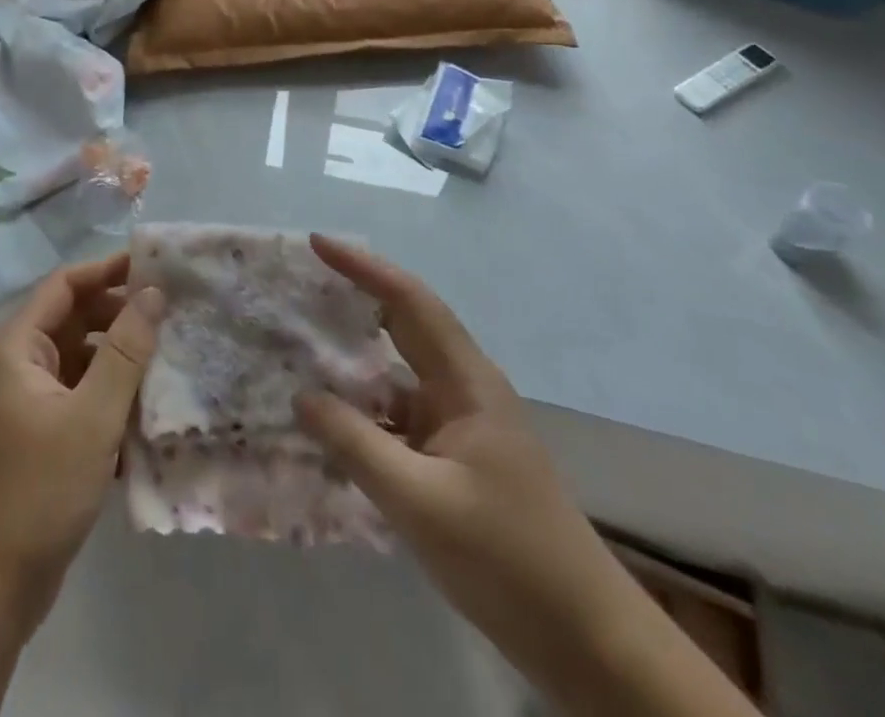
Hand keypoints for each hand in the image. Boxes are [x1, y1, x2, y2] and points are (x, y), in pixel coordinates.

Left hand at [0, 253, 163, 630]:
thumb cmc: (36, 491)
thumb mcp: (92, 417)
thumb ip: (125, 351)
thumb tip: (153, 293)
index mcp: (17, 346)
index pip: (65, 284)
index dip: (108, 270)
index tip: (155, 269)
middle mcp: (17, 364)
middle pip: (73, 319)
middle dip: (119, 317)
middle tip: (171, 317)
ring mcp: (26, 401)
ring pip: (79, 360)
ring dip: (119, 361)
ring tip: (167, 363)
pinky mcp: (38, 435)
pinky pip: (79, 396)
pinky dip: (109, 397)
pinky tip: (145, 416)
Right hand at [295, 237, 753, 716]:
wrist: (585, 640)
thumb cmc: (508, 558)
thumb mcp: (420, 502)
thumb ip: (355, 444)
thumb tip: (301, 397)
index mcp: (467, 381)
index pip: (409, 301)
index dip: (363, 268)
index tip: (318, 244)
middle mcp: (463, 389)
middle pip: (403, 325)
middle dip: (354, 299)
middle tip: (300, 285)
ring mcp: (460, 425)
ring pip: (397, 374)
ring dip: (353, 360)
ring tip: (299, 346)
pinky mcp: (454, 459)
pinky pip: (398, 416)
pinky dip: (363, 410)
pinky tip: (328, 422)